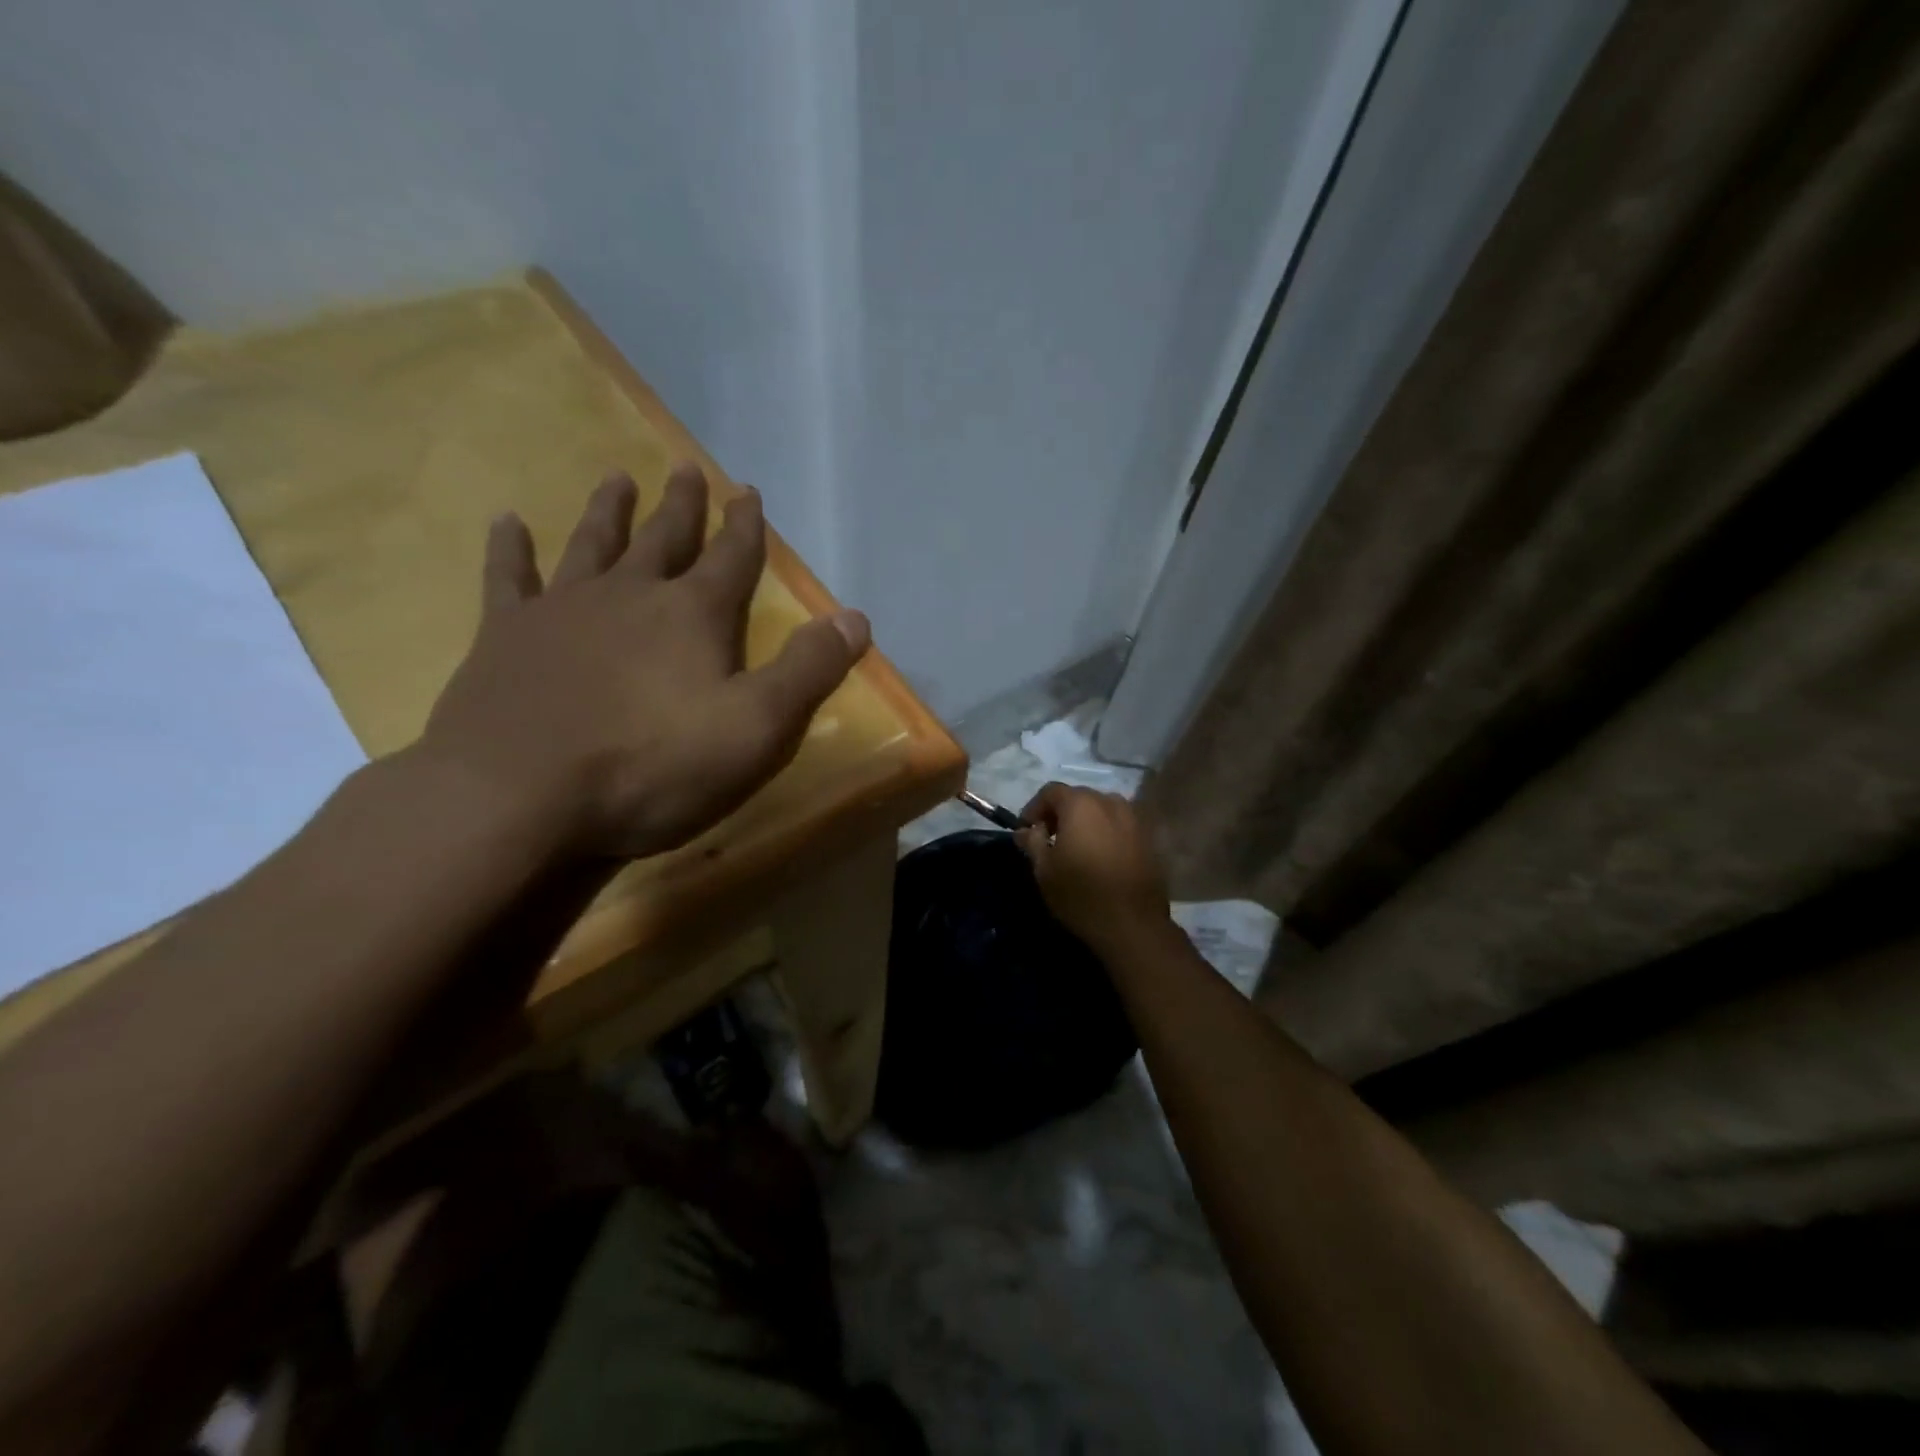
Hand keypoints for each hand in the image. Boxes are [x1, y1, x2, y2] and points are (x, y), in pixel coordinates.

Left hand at [418, 463, 869, 859]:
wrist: (518, 795)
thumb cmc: (652, 766)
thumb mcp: (755, 728)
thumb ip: (807, 671)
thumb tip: (855, 618)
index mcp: (693, 616)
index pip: (731, 559)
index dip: (745, 527)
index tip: (748, 492)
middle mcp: (630, 596)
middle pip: (663, 538)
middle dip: (682, 506)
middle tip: (686, 468)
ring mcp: (562, 610)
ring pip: (592, 545)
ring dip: (609, 512)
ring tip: (618, 479)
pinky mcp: (505, 636)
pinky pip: (508, 578)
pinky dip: (510, 549)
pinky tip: (507, 522)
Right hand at [1017, 784, 1172, 953]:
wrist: (1133, 924)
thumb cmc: (1080, 894)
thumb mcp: (1044, 869)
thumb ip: (1032, 841)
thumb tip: (1025, 829)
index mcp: (1081, 805)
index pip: (1051, 791)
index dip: (1034, 808)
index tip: (1026, 831)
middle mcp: (1110, 802)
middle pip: (1078, 797)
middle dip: (1060, 814)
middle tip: (1048, 839)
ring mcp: (1133, 819)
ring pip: (1101, 810)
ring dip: (1085, 822)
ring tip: (1075, 848)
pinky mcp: (1149, 838)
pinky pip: (1119, 825)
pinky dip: (1105, 833)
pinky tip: (1100, 857)